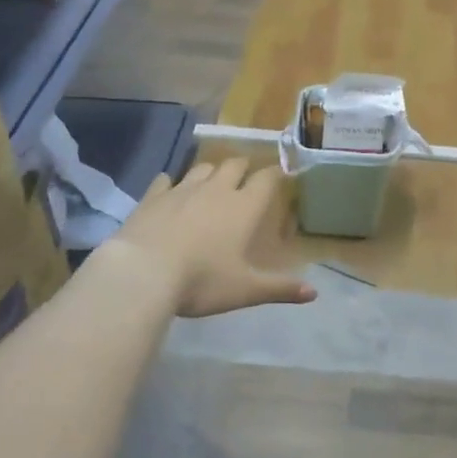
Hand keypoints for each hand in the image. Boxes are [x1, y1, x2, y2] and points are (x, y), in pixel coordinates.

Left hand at [114, 158, 316, 317]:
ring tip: (213, 181)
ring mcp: (182, 190)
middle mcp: (216, 190)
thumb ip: (279, 288)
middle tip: (247, 176)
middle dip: (244, 167)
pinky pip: (166, 180)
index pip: (266, 179)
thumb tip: (314, 292)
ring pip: (202, 168)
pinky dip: (171, 182)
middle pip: (234, 164)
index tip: (282, 174)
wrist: (142, 273)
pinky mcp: (153, 197)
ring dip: (211, 171)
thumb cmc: (201, 281)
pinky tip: (169, 188)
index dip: (276, 174)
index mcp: (243, 208)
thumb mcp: (245, 290)